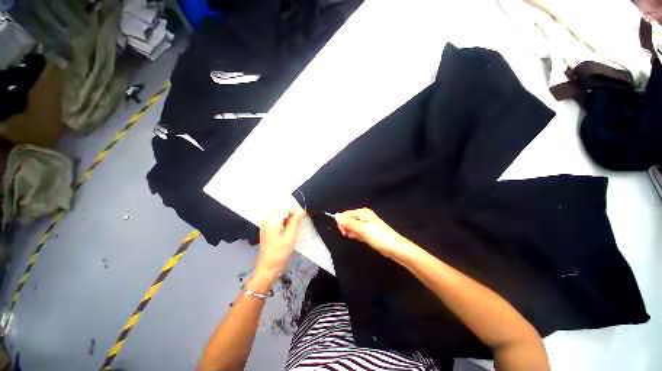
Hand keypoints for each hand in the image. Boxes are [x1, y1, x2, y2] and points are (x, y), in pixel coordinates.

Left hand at [254, 207, 305, 284]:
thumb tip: (302, 209)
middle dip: (291, 214)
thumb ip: (295, 221)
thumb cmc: (280, 252)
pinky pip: (277, 219)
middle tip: (298, 223)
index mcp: (271, 220)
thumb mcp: (290, 236)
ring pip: (280, 214)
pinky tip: (288, 229)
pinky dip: (284, 222)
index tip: (303, 217)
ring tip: (293, 228)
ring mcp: (266, 223)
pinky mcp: (267, 228)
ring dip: (288, 218)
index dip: (295, 211)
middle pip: (282, 210)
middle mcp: (267, 219)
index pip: (286, 208)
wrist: (268, 267)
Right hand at [334, 208, 412, 259]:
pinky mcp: (369, 231)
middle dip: (348, 228)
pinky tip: (361, 239)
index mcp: (362, 212)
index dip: (342, 223)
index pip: (345, 214)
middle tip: (353, 235)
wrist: (395, 248)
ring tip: (359, 238)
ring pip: (353, 226)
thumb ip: (348, 222)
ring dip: (353, 232)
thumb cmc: (379, 237)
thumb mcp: (362, 229)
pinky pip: (359, 231)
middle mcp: (364, 215)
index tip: (344, 233)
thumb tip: (336, 215)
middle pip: (349, 219)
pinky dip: (358, 235)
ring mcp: (367, 223)